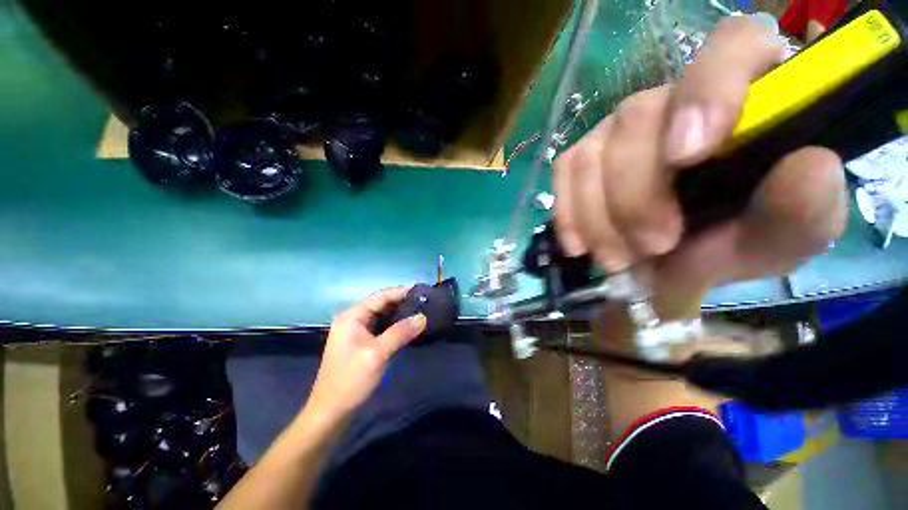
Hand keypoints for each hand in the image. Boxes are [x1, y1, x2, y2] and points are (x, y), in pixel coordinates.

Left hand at [305, 287, 426, 419]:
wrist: (331, 411)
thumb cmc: (350, 379)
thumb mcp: (377, 353)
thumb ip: (400, 332)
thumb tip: (423, 317)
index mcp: (352, 316)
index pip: (380, 296)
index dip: (401, 292)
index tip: (421, 290)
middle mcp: (353, 318)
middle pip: (381, 303)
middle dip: (402, 301)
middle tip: (423, 301)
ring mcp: (356, 330)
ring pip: (382, 314)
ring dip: (399, 312)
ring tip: (420, 310)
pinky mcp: (361, 341)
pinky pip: (381, 326)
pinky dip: (395, 324)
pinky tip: (408, 325)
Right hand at [554, 16, 847, 315]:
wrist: (678, 258)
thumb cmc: (740, 237)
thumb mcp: (786, 237)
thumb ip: (805, 211)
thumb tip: (810, 166)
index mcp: (746, 95)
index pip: (730, 48)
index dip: (706, 92)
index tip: (688, 157)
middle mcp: (672, 99)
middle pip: (635, 119)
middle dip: (635, 195)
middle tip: (652, 248)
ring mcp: (617, 129)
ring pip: (589, 154)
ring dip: (598, 217)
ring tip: (618, 259)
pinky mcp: (583, 156)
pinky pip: (563, 175)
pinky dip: (568, 215)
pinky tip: (580, 245)